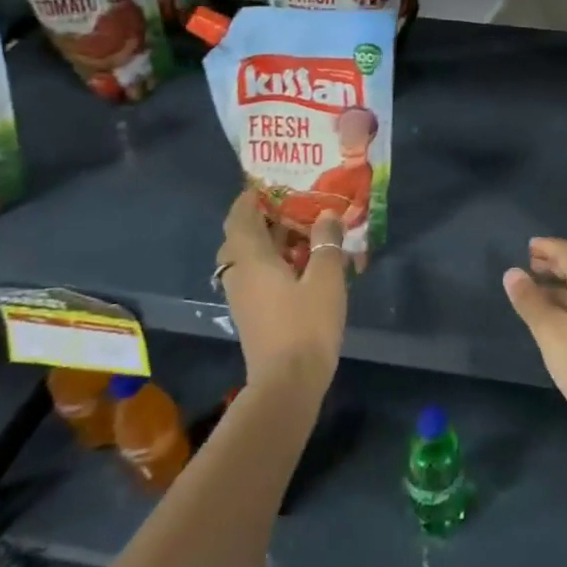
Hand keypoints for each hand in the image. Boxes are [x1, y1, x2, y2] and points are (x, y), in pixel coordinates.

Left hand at [217, 190, 346, 395]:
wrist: (287, 384)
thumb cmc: (306, 324)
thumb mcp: (327, 277)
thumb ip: (326, 242)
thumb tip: (326, 215)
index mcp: (251, 258)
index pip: (240, 216)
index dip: (251, 197)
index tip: (272, 183)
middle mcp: (239, 273)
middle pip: (242, 236)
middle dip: (265, 217)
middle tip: (295, 205)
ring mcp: (243, 296)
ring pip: (249, 257)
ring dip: (271, 241)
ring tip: (305, 231)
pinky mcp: (253, 313)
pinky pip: (257, 275)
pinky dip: (274, 262)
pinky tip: (303, 264)